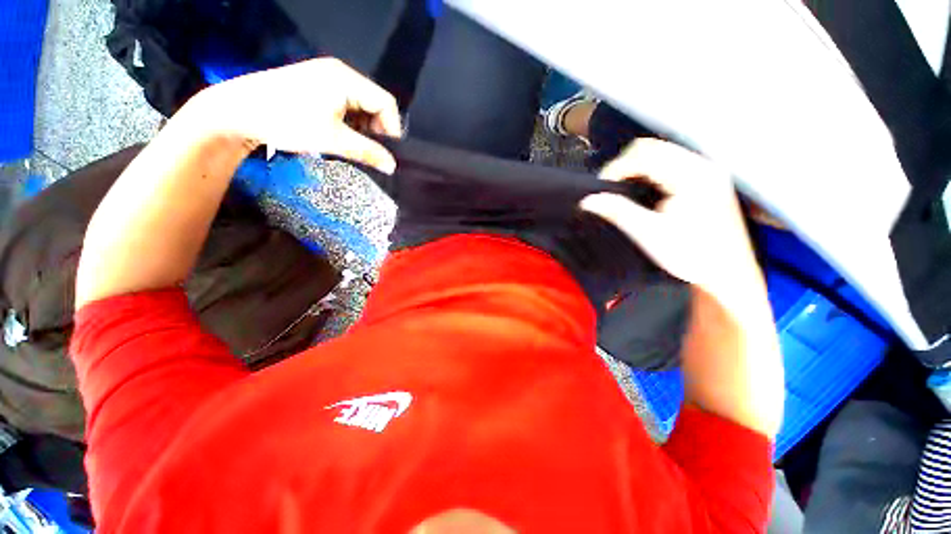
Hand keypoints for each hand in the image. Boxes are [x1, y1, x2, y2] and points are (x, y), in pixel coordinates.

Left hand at [191, 58, 401, 172]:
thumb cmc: (288, 121)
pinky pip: (346, 104)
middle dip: (377, 130)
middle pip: (375, 103)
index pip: (386, 103)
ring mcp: (327, 77)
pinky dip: (350, 122)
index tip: (387, 153)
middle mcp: (340, 73)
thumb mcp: (333, 140)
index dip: (392, 129)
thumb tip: (392, 166)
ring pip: (361, 106)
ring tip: (353, 144)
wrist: (238, 111)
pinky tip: (340, 134)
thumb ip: (368, 152)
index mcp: (346, 79)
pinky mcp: (317, 85)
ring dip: (363, 128)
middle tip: (370, 151)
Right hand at [581, 138, 761, 299]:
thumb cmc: (691, 256)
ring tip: (623, 190)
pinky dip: (650, 172)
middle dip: (625, 164)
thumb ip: (617, 212)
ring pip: (661, 153)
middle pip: (653, 148)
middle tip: (610, 188)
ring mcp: (707, 171)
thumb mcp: (649, 234)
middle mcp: (703, 167)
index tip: (601, 187)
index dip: (616, 167)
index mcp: (692, 177)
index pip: (644, 155)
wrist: (726, 273)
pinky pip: (670, 164)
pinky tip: (642, 191)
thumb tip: (589, 201)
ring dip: (637, 168)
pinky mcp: (706, 180)